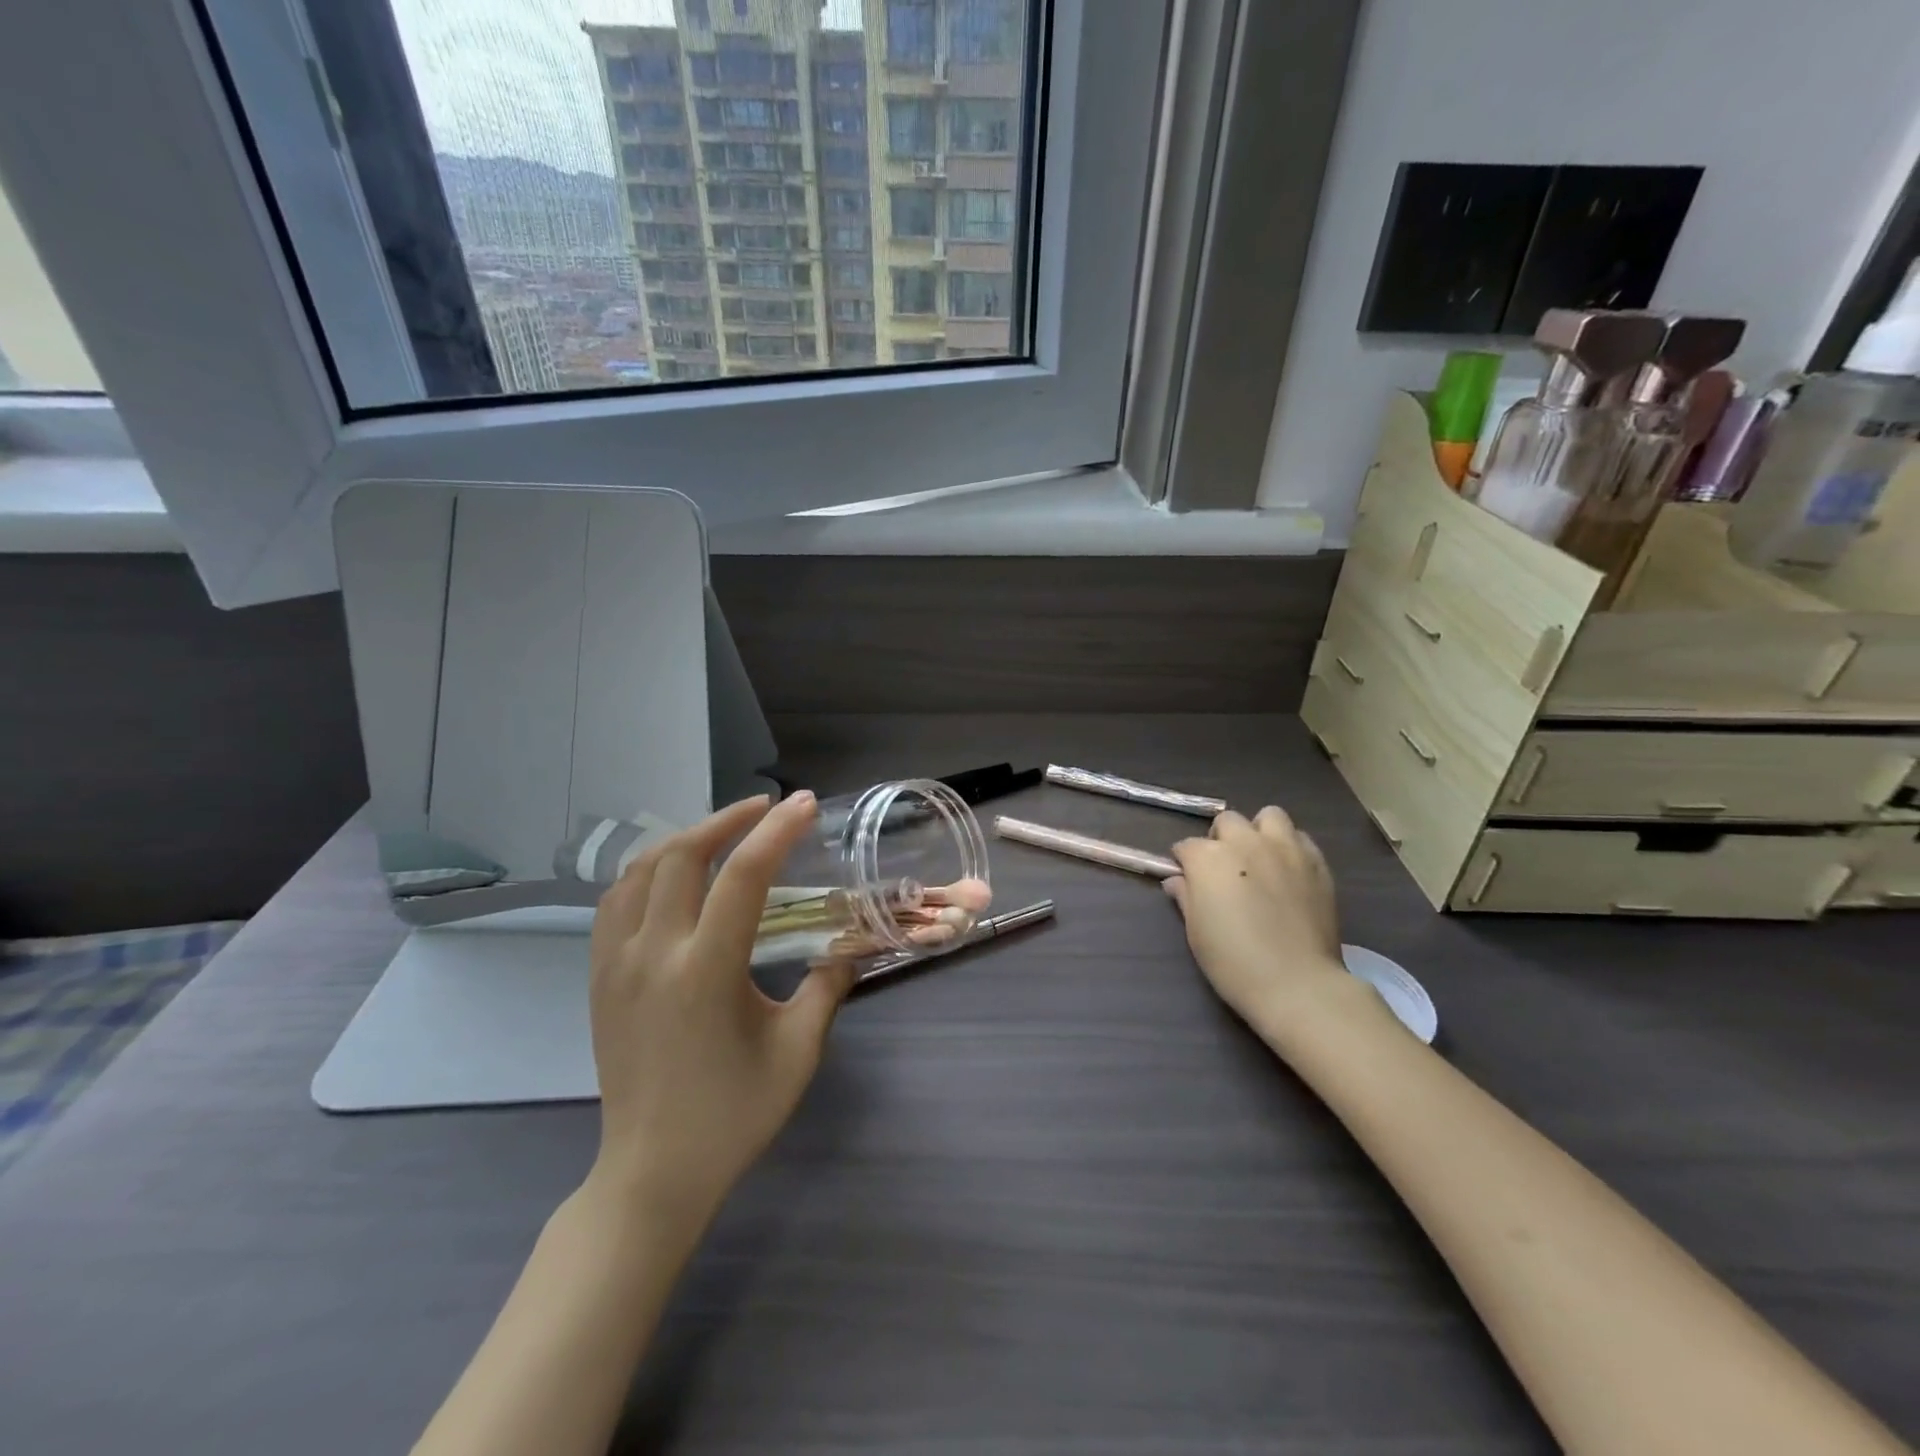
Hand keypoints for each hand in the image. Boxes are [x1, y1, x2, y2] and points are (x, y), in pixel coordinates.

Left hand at [583, 791, 854, 1230]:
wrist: (652, 1173)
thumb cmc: (733, 1115)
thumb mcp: (798, 1052)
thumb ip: (827, 987)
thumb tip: (849, 945)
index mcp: (705, 971)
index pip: (743, 877)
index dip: (777, 832)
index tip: (804, 804)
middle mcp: (653, 954)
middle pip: (682, 855)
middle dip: (727, 820)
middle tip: (766, 808)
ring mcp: (615, 964)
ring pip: (641, 870)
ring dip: (686, 838)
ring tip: (724, 831)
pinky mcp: (598, 977)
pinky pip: (616, 901)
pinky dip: (649, 870)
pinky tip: (675, 874)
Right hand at [1164, 807, 1363, 1036]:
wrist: (1296, 984)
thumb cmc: (1233, 962)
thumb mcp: (1196, 932)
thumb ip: (1186, 898)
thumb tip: (1177, 881)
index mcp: (1209, 858)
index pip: (1186, 846)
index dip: (1184, 862)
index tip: (1187, 879)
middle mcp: (1246, 842)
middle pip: (1227, 821)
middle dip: (1220, 839)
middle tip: (1224, 867)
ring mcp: (1285, 849)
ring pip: (1269, 816)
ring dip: (1259, 831)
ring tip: (1260, 858)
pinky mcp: (1317, 863)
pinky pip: (1301, 839)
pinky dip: (1290, 847)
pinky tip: (1288, 871)